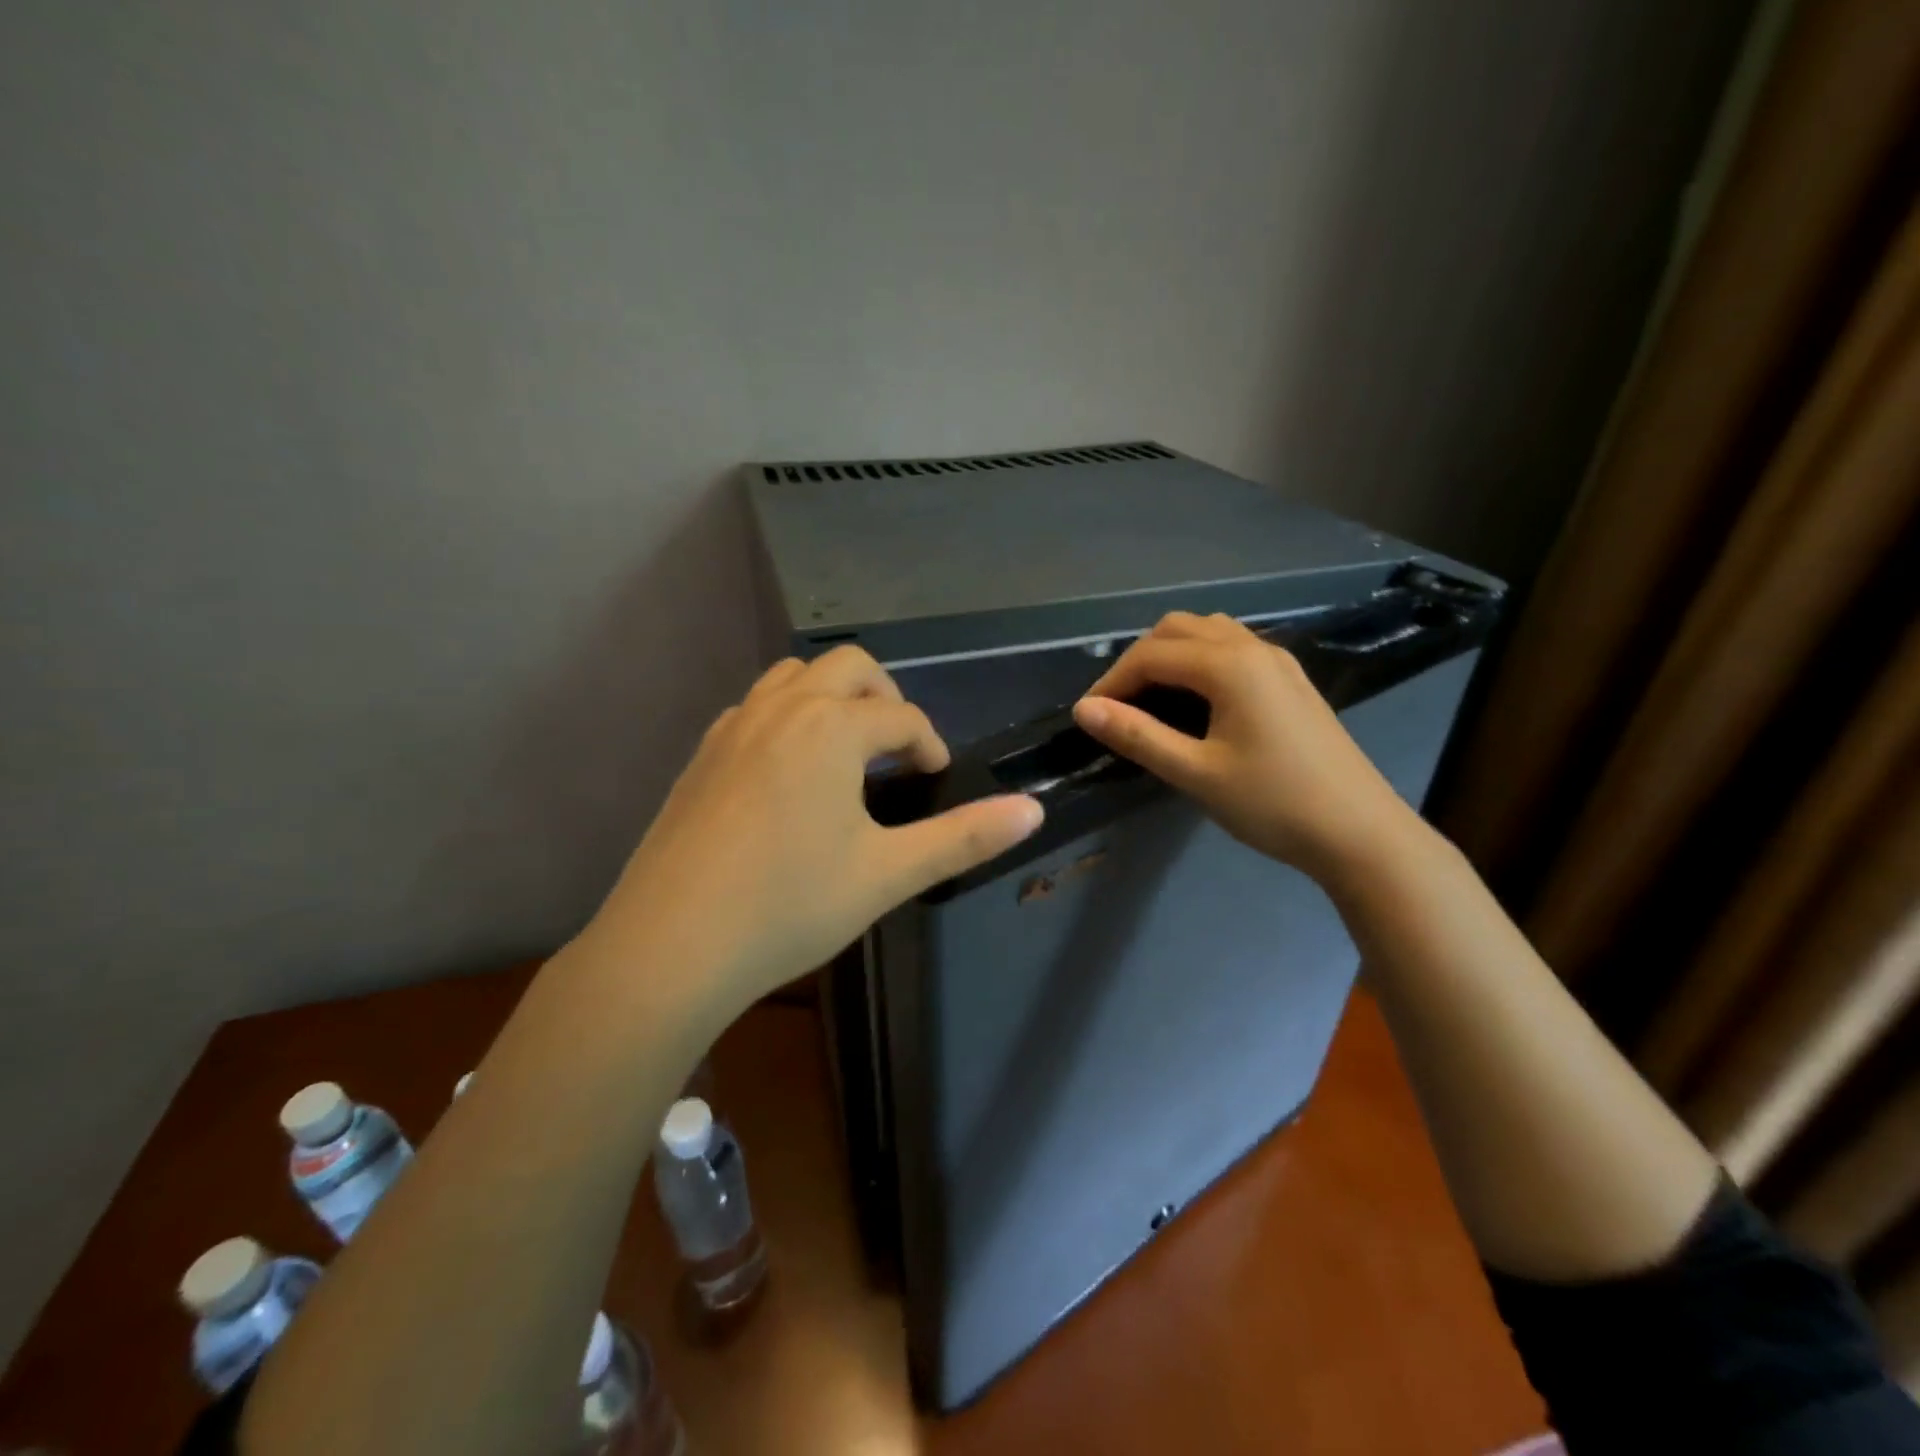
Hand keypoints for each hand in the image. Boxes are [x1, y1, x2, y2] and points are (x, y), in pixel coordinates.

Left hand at [590, 647, 1043, 1017]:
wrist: (670, 946)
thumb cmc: (789, 906)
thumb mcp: (888, 873)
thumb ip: (964, 836)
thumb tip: (1033, 809)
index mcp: (832, 727)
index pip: (901, 716)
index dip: (930, 744)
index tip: (937, 778)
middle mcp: (782, 708)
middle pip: (848, 667)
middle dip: (884, 697)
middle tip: (897, 750)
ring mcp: (734, 726)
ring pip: (794, 677)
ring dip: (832, 697)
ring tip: (847, 752)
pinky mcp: (702, 753)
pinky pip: (756, 707)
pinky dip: (788, 717)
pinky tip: (789, 773)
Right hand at [1072, 612, 1414, 880]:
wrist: (1360, 833)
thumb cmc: (1273, 803)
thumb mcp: (1196, 773)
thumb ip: (1138, 736)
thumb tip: (1085, 710)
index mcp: (1229, 665)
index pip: (1151, 656)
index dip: (1112, 681)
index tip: (1088, 716)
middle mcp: (1253, 648)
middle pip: (1177, 629)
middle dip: (1138, 660)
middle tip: (1118, 706)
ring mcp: (1278, 661)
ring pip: (1208, 632)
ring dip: (1170, 654)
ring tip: (1151, 698)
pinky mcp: (1291, 680)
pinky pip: (1233, 648)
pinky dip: (1200, 659)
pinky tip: (1196, 700)